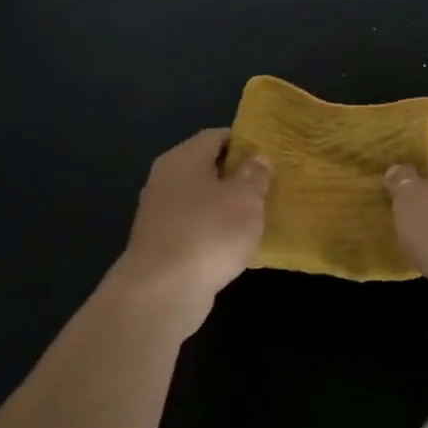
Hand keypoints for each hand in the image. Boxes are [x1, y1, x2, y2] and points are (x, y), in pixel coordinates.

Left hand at [114, 128, 269, 320]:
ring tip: (256, 216)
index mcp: (183, 158)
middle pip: (206, 167)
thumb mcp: (246, 198)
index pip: (216, 136)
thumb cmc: (209, 232)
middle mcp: (165, 179)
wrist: (162, 291)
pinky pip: (194, 227)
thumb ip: (255, 174)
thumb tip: (258, 158)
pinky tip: (234, 245)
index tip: (268, 156)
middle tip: (268, 186)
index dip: (244, 142)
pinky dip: (213, 231)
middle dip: (236, 176)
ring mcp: (159, 213)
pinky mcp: (160, 244)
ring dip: (225, 206)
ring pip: (200, 199)